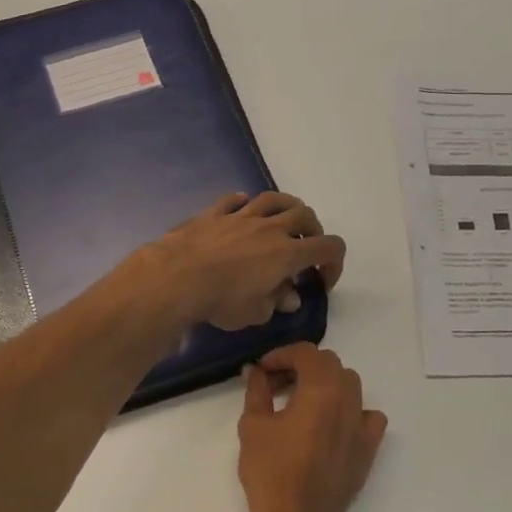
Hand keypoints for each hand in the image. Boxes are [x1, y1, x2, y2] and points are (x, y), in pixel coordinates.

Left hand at [141, 191, 345, 331]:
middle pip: (305, 215)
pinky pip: (234, 200)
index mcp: (288, 253)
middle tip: (305, 248)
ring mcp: (241, 216)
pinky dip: (243, 203)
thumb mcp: (256, 313)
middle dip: (313, 230)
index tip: (321, 282)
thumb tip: (289, 298)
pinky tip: (242, 209)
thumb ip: (277, 302)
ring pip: (273, 199)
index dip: (334, 263)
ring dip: (285, 207)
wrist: (177, 277)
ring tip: (283, 220)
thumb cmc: (222, 300)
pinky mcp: (214, 214)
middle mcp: (270, 228)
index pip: (329, 247)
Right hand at [238, 343, 386, 511]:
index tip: (262, 369)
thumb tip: (254, 370)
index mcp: (321, 390)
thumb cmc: (270, 473)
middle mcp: (348, 400)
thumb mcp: (253, 426)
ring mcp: (362, 425)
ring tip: (301, 400)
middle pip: (329, 365)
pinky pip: (368, 416)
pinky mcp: (368, 448)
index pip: (306, 353)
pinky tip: (333, 423)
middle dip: (301, 366)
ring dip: (326, 383)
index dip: (282, 355)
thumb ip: (256, 390)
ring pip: (350, 385)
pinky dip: (352, 410)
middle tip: (276, 383)